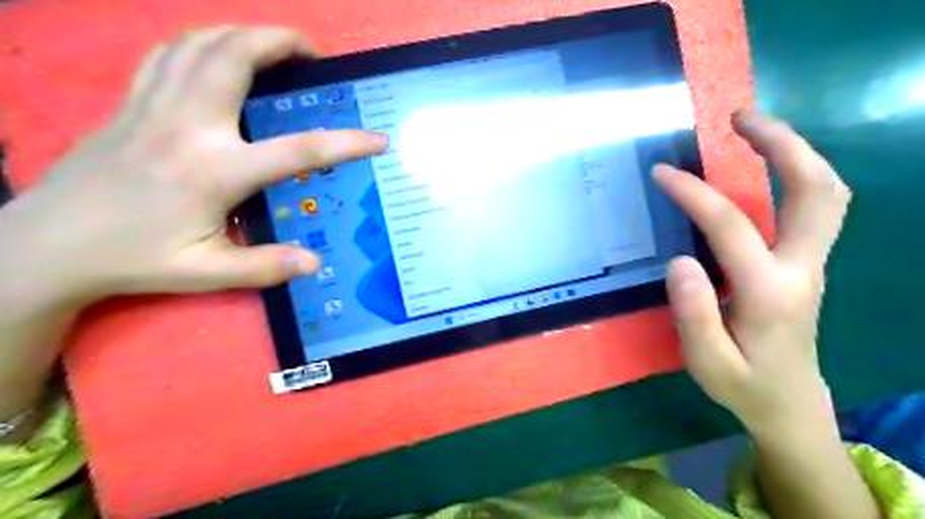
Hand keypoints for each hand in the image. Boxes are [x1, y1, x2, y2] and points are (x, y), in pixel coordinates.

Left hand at [1, 25, 386, 304]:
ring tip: (273, 46)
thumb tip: (315, 262)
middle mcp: (186, 126)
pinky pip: (168, 53)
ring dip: (243, 34)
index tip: (377, 139)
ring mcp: (153, 106)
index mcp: (213, 171)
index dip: (345, 143)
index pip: (297, 150)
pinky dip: (201, 42)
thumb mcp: (205, 272)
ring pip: (200, 43)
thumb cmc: (134, 258)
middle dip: (280, 42)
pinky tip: (218, 54)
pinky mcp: (131, 102)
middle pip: (236, 57)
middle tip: (313, 53)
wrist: (48, 245)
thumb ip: (264, 267)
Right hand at [652, 109, 847, 433]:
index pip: (730, 227)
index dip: (694, 193)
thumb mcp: (708, 362)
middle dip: (782, 144)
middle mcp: (801, 269)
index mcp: (769, 293)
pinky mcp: (807, 263)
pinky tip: (765, 165)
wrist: (789, 401)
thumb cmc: (742, 383)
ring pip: (827, 193)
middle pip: (816, 191)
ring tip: (752, 128)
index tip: (661, 172)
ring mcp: (811, 263)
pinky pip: (815, 206)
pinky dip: (796, 172)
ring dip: (795, 151)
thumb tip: (681, 261)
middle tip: (739, 117)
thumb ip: (694, 314)